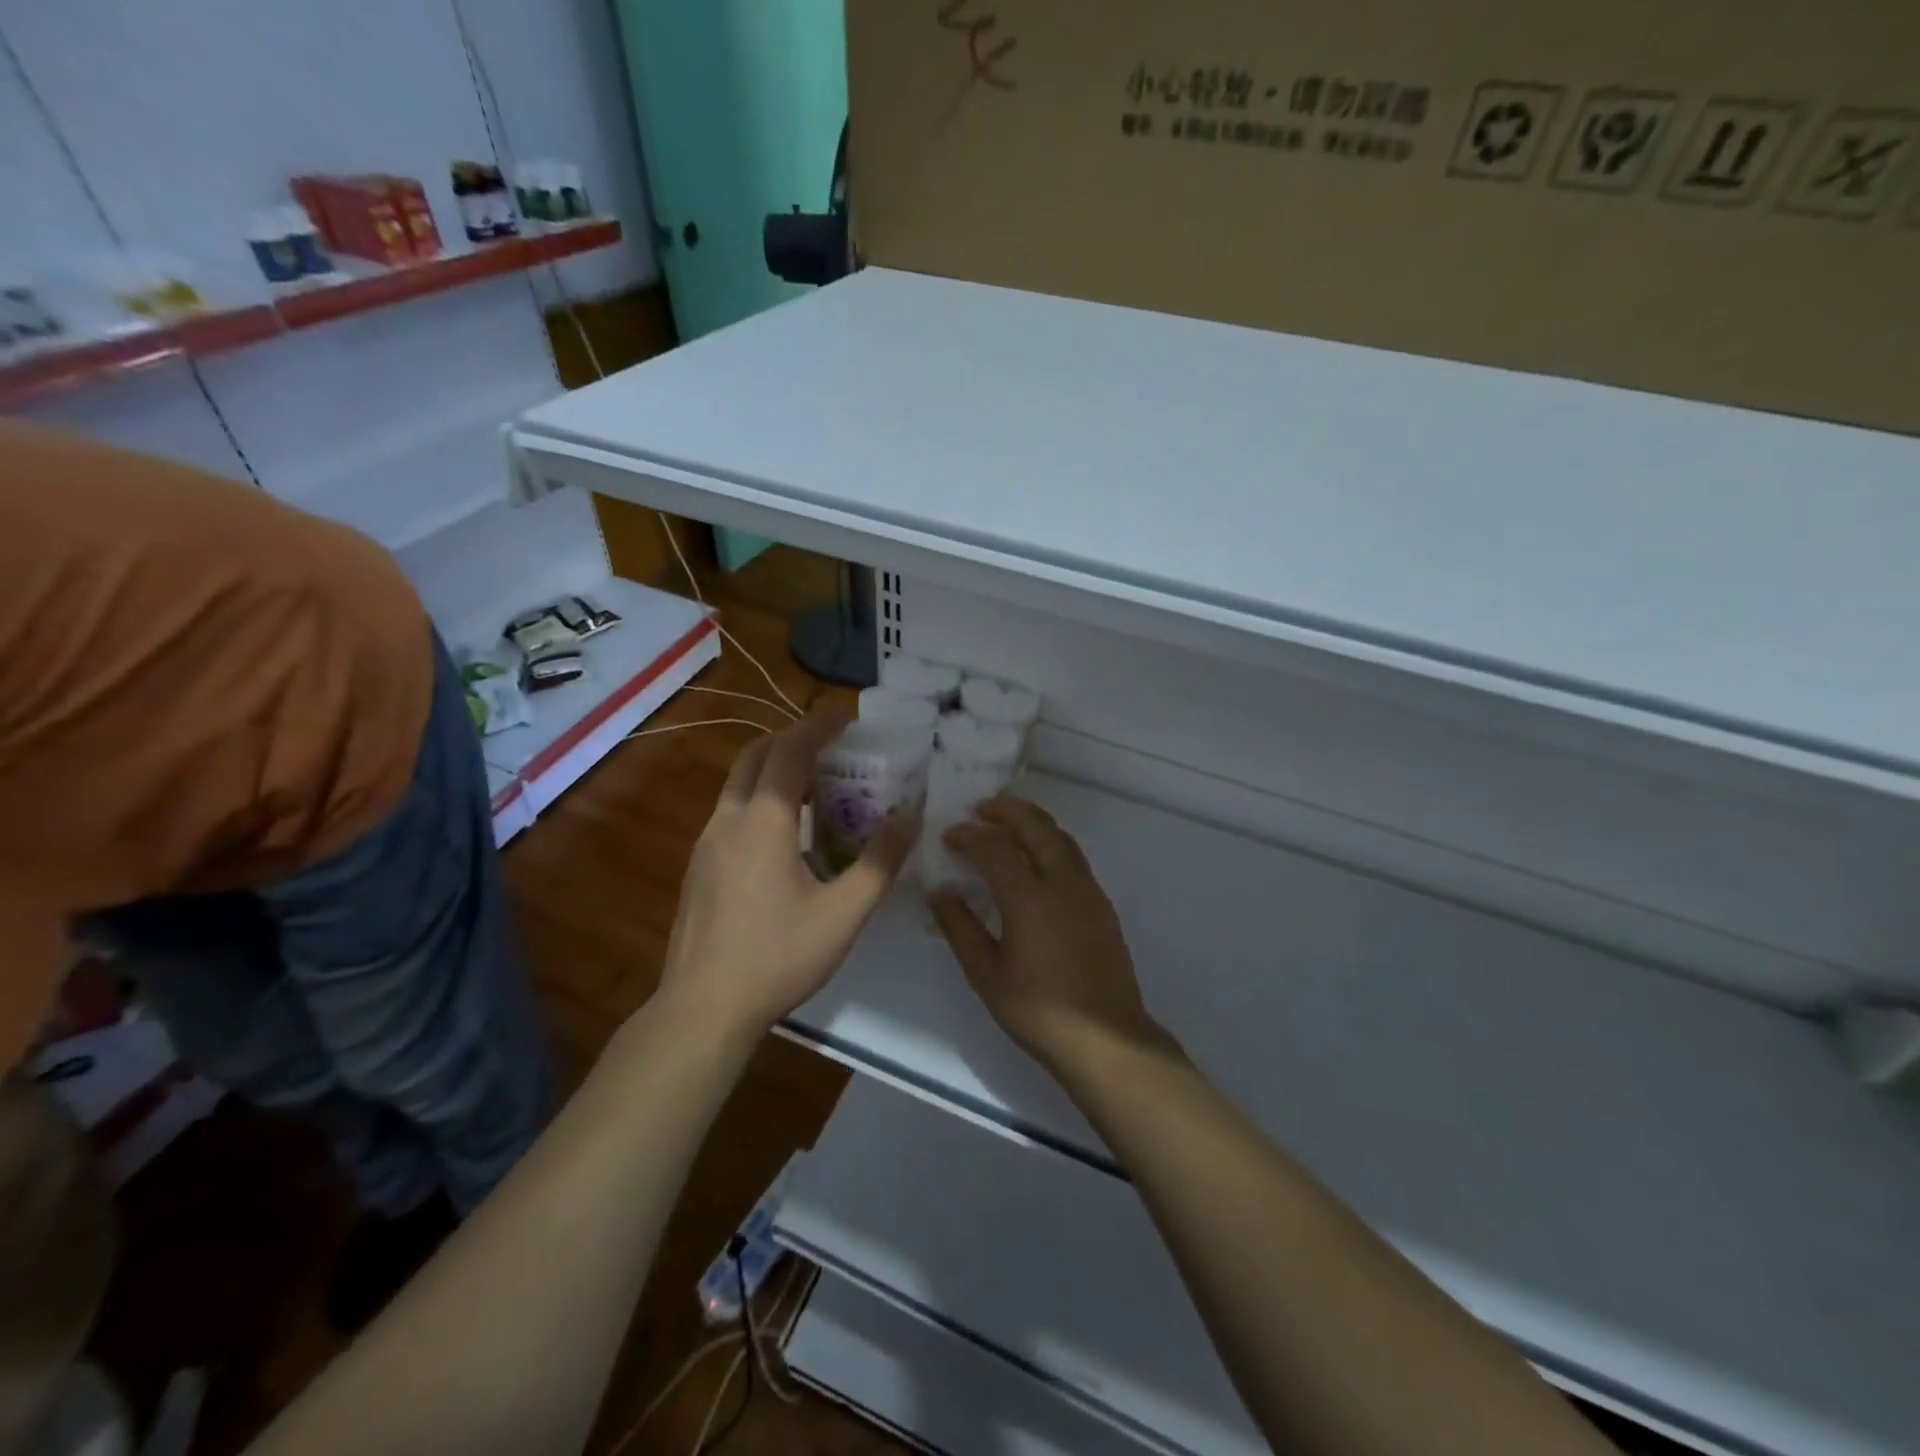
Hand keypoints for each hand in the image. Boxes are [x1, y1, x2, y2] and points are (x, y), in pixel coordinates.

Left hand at [659, 708, 914, 1042]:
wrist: (702, 1009)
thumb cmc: (778, 957)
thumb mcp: (844, 914)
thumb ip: (880, 862)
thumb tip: (909, 818)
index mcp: (763, 822)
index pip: (790, 752)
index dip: (818, 726)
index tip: (846, 715)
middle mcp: (728, 821)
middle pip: (755, 756)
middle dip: (792, 739)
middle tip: (831, 746)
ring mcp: (706, 844)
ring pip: (739, 784)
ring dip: (775, 770)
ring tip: (817, 788)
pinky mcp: (699, 868)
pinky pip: (732, 813)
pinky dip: (761, 800)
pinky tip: (787, 836)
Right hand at [930, 797, 1170, 1077]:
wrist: (1105, 1038)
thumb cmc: (1038, 1011)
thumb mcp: (986, 974)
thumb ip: (961, 927)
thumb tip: (940, 891)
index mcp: (1031, 899)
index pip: (995, 849)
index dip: (969, 836)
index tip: (947, 835)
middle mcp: (1064, 883)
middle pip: (1037, 826)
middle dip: (1007, 810)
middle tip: (980, 809)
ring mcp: (1088, 891)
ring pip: (1060, 837)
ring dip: (1031, 823)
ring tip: (1005, 825)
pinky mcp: (1102, 904)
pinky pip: (1073, 856)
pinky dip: (1049, 843)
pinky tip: (1033, 860)